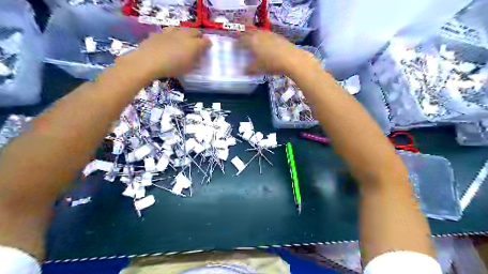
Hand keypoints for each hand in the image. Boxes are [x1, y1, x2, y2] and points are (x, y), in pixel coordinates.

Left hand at [124, 27, 209, 78]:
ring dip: (185, 32)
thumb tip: (198, 57)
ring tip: (184, 38)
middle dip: (198, 35)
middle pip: (194, 31)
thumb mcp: (188, 68)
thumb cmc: (172, 67)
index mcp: (193, 45)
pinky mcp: (160, 33)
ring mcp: (171, 32)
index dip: (208, 43)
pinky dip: (172, 34)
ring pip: (181, 28)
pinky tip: (170, 39)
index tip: (209, 45)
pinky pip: (169, 31)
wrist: (149, 61)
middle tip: (198, 41)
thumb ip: (195, 61)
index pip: (205, 41)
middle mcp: (184, 35)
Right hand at [241, 30, 322, 75]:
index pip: (241, 40)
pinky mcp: (277, 36)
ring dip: (254, 37)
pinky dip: (263, 39)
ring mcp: (269, 34)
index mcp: (252, 42)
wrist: (292, 59)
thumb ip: (249, 69)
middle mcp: (259, 35)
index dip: (237, 44)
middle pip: (249, 34)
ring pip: (258, 33)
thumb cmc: (272, 64)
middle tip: (243, 44)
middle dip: (245, 38)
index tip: (235, 48)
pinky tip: (266, 46)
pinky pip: (267, 35)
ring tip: (254, 44)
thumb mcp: (259, 69)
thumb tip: (243, 71)